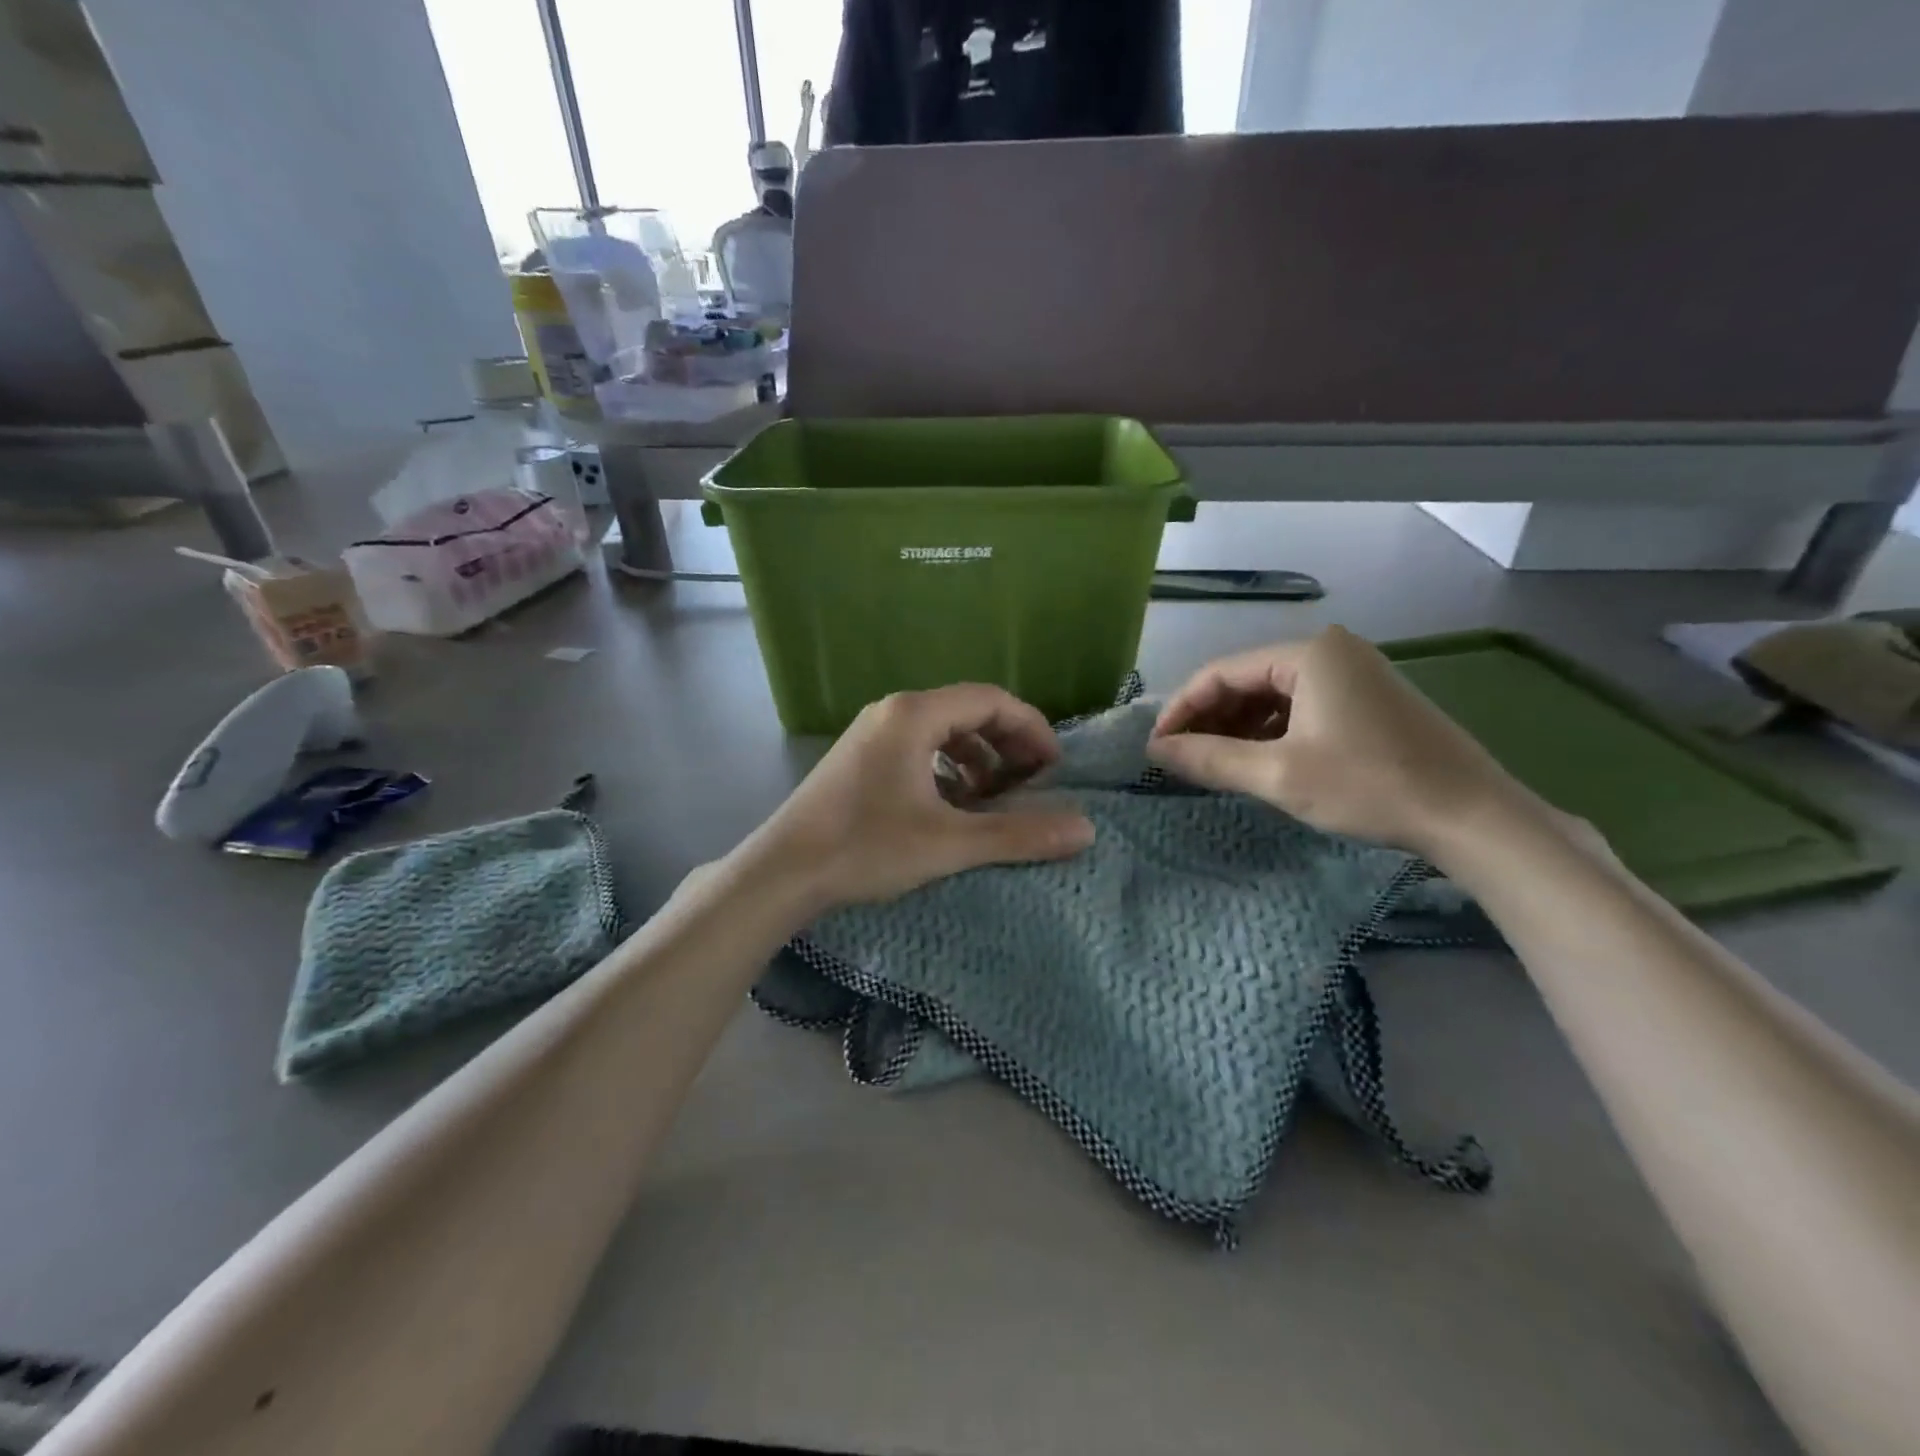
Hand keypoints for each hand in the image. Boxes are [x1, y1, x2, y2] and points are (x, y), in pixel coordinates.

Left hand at [744, 684, 1095, 910]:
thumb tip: (1086, 829)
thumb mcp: (949, 843)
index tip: (1055, 769)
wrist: (781, 872)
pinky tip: (954, 808)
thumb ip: (1018, 834)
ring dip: (978, 761)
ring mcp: (872, 734)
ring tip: (996, 800)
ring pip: (942, 733)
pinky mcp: (860, 759)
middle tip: (1033, 784)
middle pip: (968, 712)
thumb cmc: (865, 847)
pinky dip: (948, 772)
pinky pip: (919, 751)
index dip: (1032, 729)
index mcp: (914, 714)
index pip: (992, 700)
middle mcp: (893, 711)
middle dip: (1007, 745)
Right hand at [1145, 625, 1526, 859]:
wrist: (1473, 816)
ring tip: (1212, 764)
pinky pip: (1301, 707)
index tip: (1155, 747)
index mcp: (1308, 653)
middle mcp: (1330, 650)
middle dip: (1209, 719)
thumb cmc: (1370, 786)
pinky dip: (1271, 732)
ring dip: (1238, 728)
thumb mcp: (1279, 775)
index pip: (1221, 672)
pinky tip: (1257, 760)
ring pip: (1273, 695)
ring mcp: (1354, 673)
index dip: (1181, 710)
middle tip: (1180, 759)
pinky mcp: (1368, 699)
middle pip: (1247, 680)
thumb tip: (1155, 751)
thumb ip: (1210, 759)